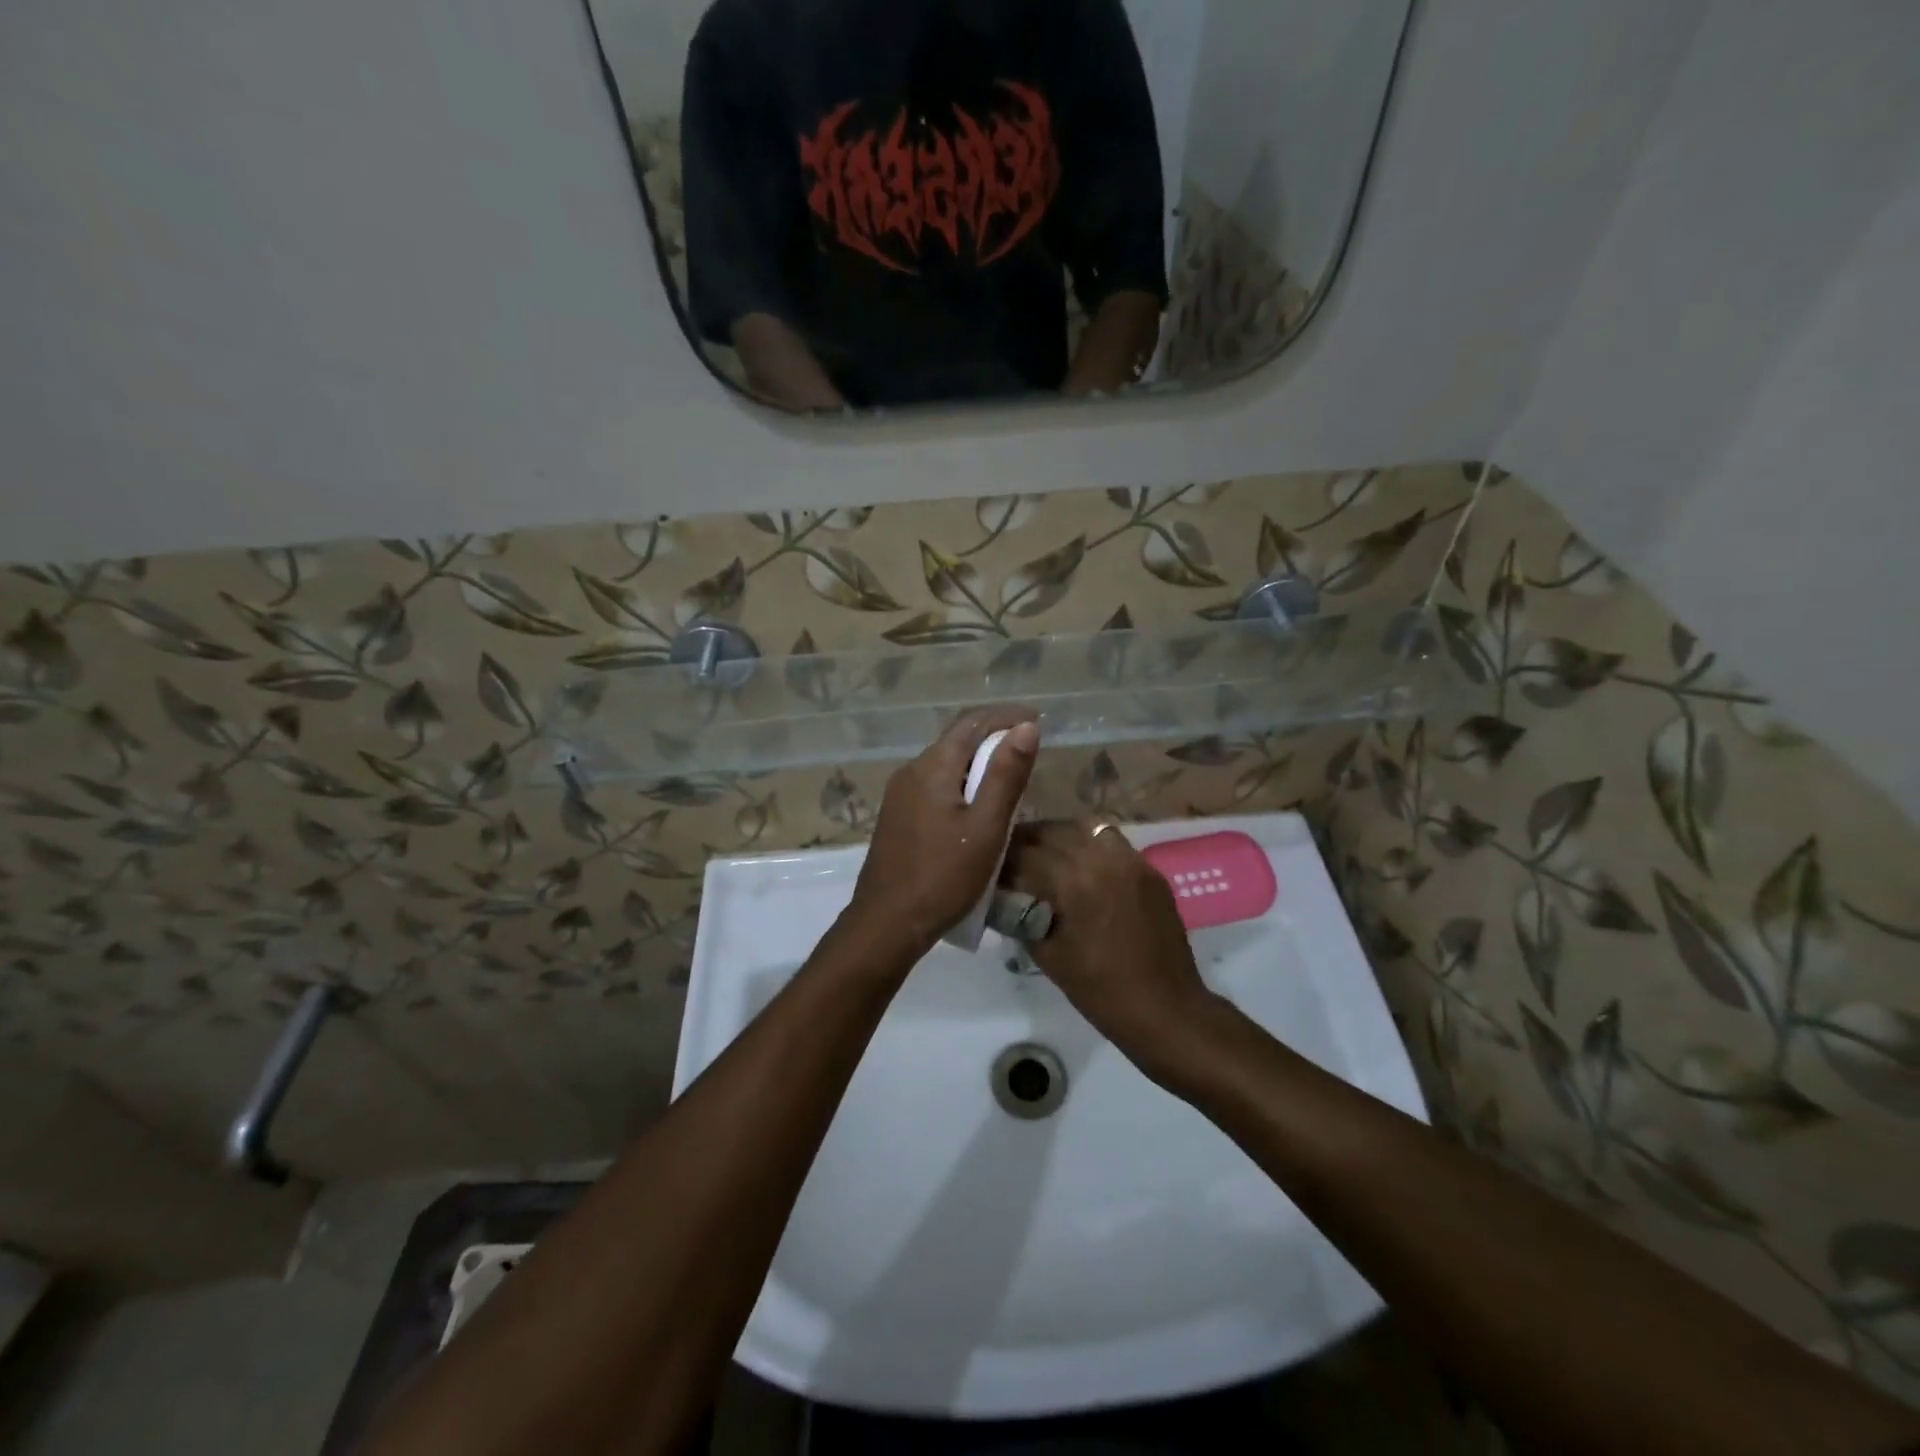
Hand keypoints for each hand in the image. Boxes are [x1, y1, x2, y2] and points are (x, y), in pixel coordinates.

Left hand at [843, 708, 1038, 960]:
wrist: (887, 923)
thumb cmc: (943, 876)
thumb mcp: (986, 827)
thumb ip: (1006, 775)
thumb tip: (1027, 726)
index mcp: (933, 767)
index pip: (972, 723)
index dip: (1007, 715)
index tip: (1038, 719)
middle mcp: (911, 771)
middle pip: (956, 739)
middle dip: (993, 734)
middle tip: (1029, 745)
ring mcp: (899, 794)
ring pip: (945, 762)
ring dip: (977, 759)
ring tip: (1010, 772)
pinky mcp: (897, 815)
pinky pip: (934, 784)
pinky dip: (961, 780)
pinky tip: (976, 802)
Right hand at [1003, 820, 1218, 1072]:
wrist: (1166, 1010)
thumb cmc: (1101, 991)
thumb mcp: (1048, 955)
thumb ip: (1021, 916)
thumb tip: (1002, 897)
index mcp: (1075, 880)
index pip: (1025, 853)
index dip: (1002, 859)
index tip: (987, 867)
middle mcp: (1103, 858)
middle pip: (1053, 831)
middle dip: (1027, 841)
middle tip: (1010, 857)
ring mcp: (1132, 861)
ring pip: (1085, 829)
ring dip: (1059, 838)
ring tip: (1045, 857)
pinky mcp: (1150, 871)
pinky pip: (1112, 844)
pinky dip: (1089, 847)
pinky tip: (1080, 870)